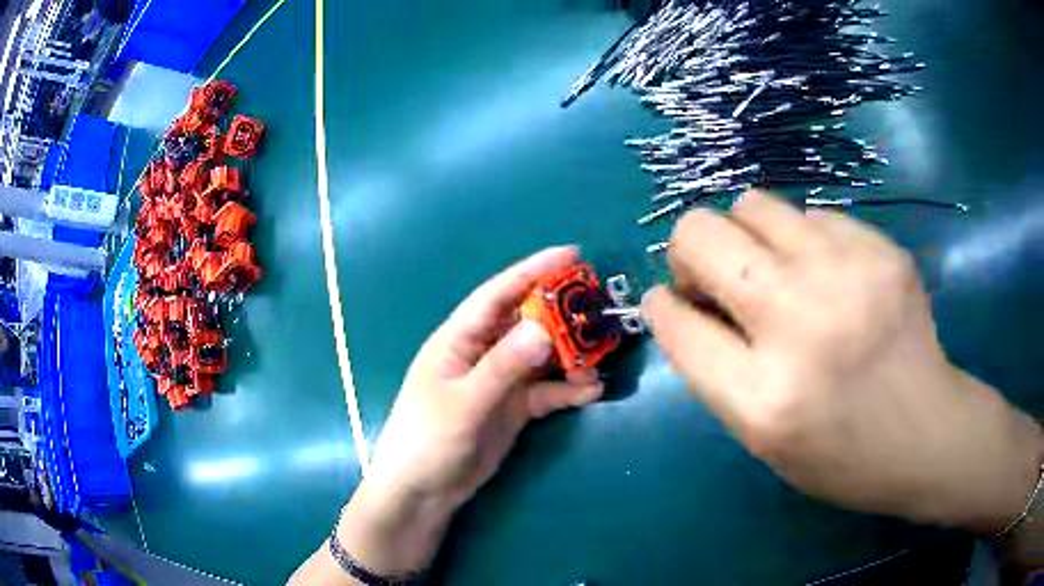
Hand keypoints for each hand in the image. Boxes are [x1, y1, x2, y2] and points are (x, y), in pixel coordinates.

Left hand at [310, 247, 603, 580]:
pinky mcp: (513, 408)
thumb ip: (502, 368)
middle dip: (562, 313)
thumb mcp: (463, 403)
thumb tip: (543, 329)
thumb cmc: (427, 440)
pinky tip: (592, 391)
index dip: (533, 270)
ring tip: (600, 357)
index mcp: (459, 339)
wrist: (423, 492)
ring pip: (542, 357)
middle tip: (600, 305)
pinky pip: (546, 391)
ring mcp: (500, 381)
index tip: (572, 254)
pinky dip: (568, 390)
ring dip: (571, 355)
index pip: (498, 294)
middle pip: (527, 322)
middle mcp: (482, 353)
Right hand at [643, 190, 1043, 531]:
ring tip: (776, 272)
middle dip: (690, 252)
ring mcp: (847, 273)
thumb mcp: (761, 439)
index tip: (671, 300)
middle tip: (717, 279)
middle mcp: (801, 322)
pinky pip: (811, 216)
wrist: (928, 434)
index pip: (676, 322)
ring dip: (747, 238)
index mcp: (762, 397)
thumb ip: (715, 370)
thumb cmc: (841, 455)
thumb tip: (684, 302)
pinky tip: (829, 277)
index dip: (664, 306)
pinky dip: (803, 243)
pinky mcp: (881, 248)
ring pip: (752, 205)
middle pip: (700, 234)